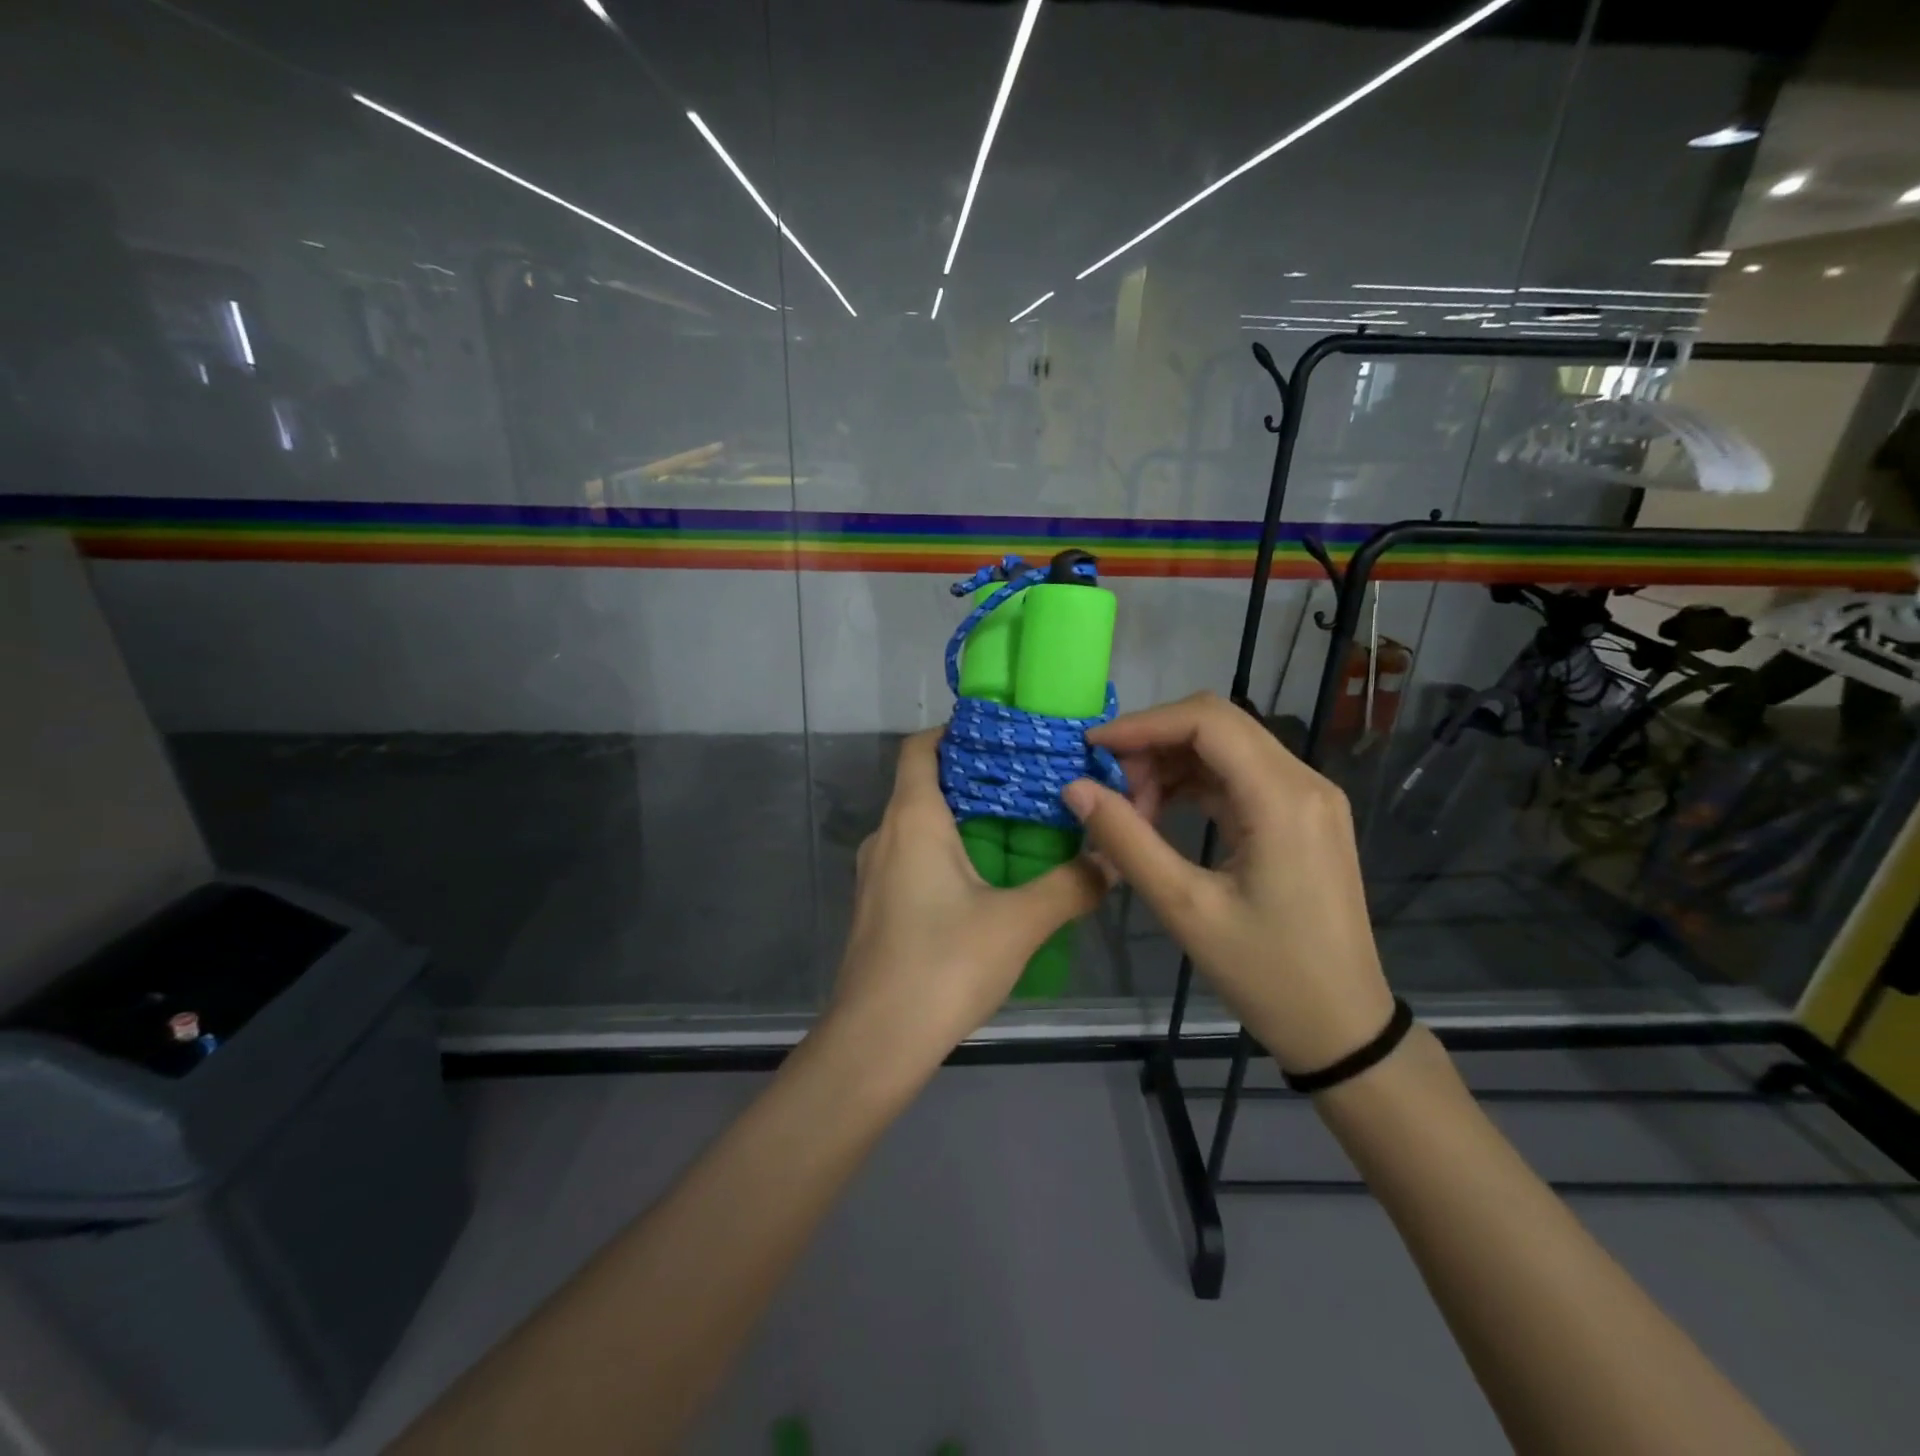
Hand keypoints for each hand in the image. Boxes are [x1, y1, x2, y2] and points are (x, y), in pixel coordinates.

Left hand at [830, 729, 1105, 1064]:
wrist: (875, 1042)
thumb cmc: (943, 965)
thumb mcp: (1019, 923)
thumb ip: (1071, 885)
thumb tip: (1113, 859)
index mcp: (912, 819)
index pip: (921, 747)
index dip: (957, 731)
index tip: (1004, 736)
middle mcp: (886, 835)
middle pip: (925, 784)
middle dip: (976, 778)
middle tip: (1032, 783)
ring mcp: (876, 873)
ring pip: (921, 825)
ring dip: (966, 820)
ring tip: (1021, 828)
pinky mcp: (878, 907)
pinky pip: (915, 859)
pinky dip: (950, 854)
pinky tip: (989, 882)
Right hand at [1062, 693, 1393, 1074]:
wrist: (1342, 1027)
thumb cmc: (1267, 974)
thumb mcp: (1185, 909)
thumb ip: (1127, 841)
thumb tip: (1074, 788)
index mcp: (1283, 797)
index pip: (1207, 721)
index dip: (1143, 724)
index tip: (1092, 750)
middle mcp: (1304, 781)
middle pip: (1218, 725)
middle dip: (1154, 742)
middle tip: (1109, 785)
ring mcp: (1308, 797)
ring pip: (1226, 747)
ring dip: (1171, 763)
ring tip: (1131, 807)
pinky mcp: (1302, 817)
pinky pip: (1240, 776)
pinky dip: (1194, 783)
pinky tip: (1162, 813)